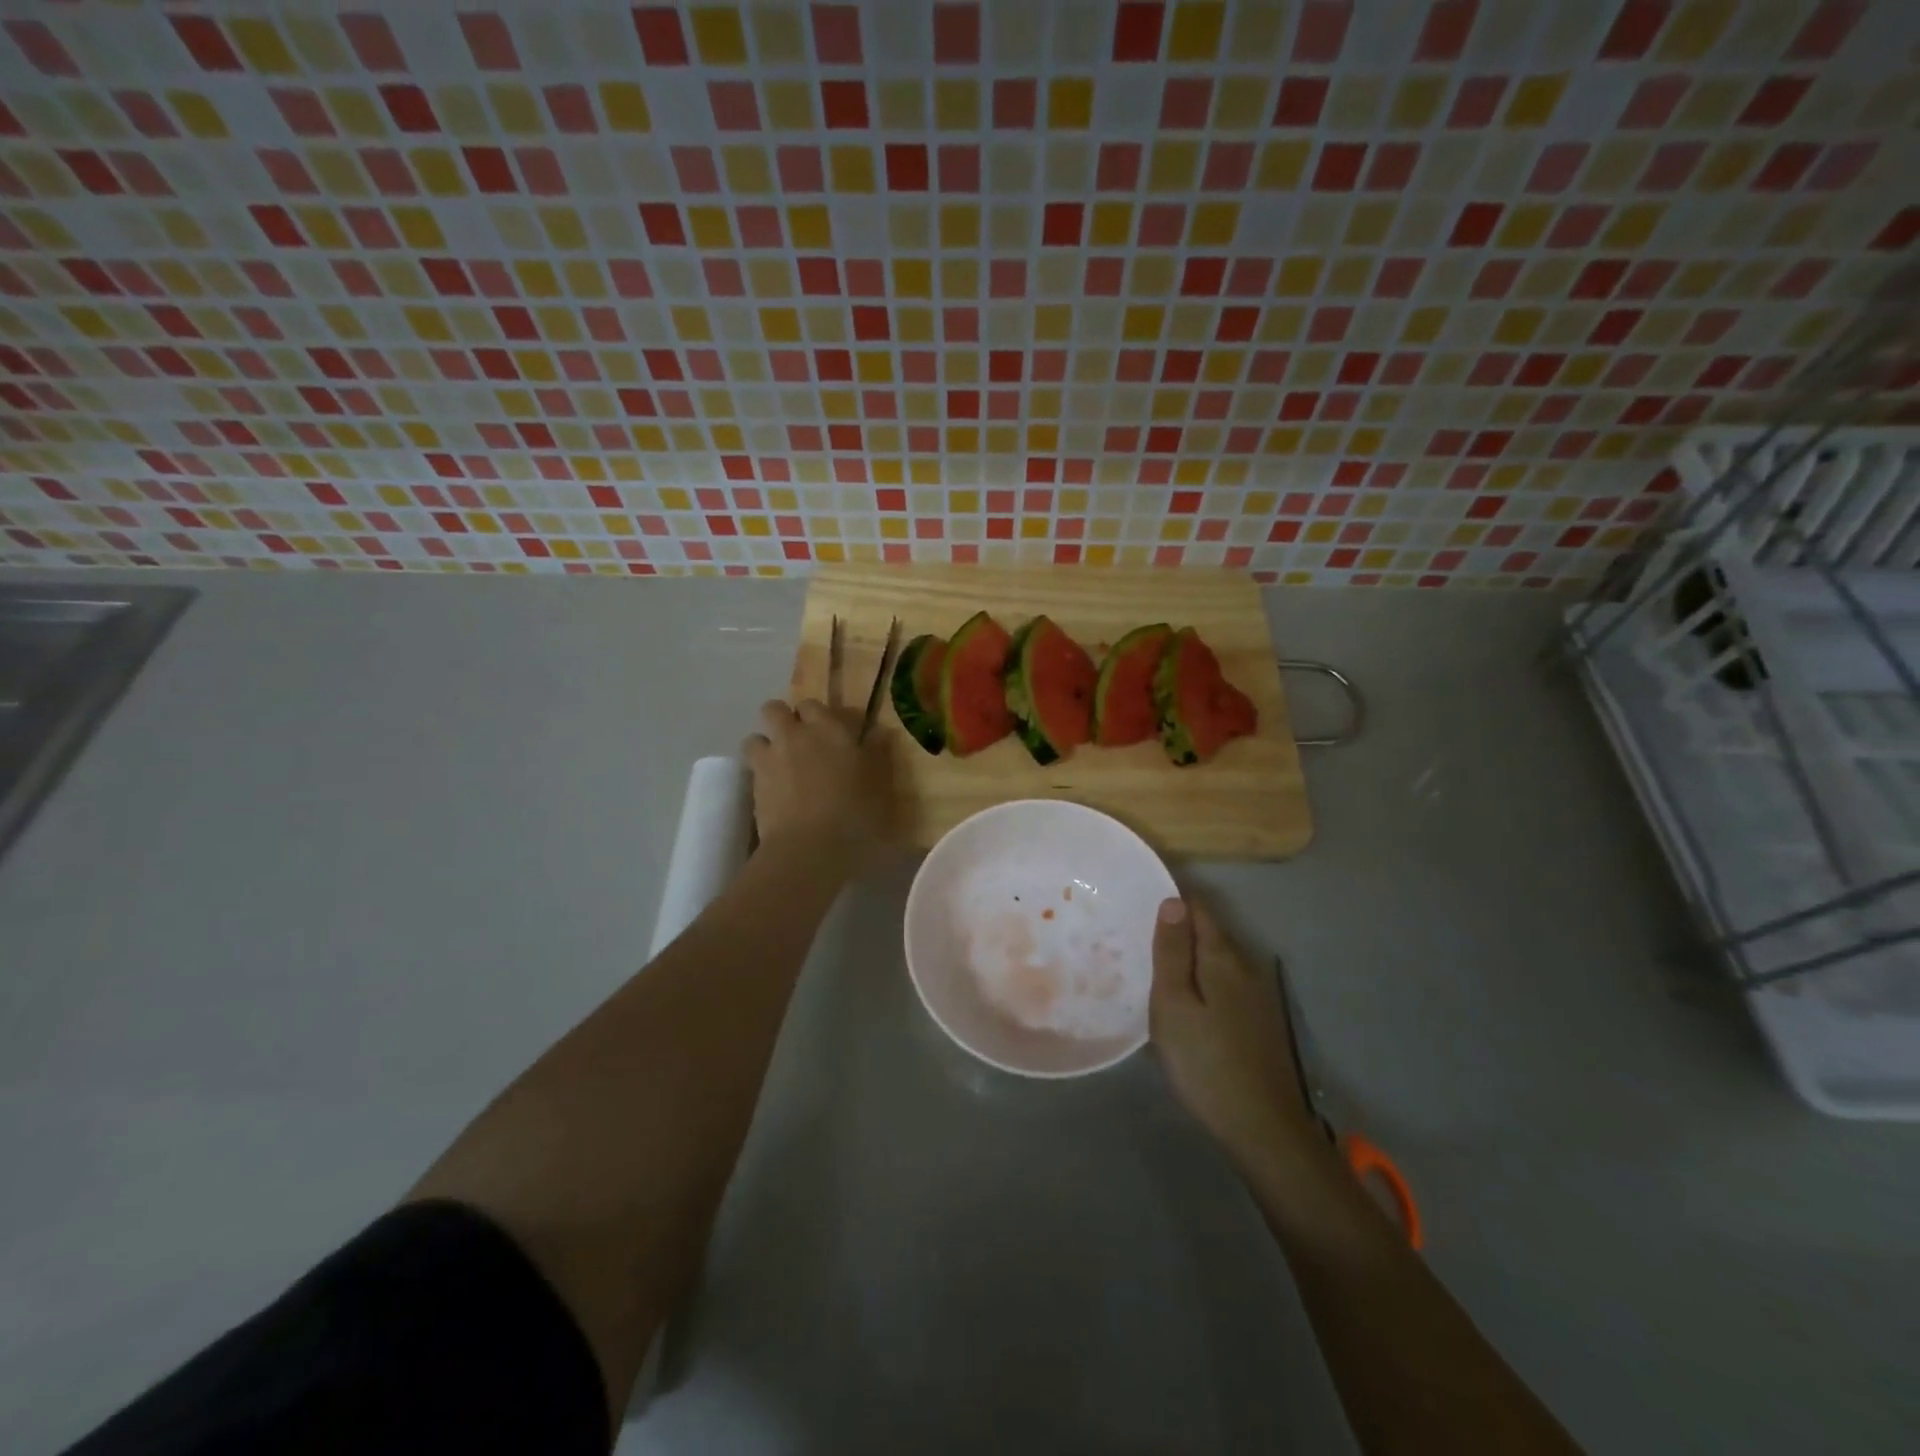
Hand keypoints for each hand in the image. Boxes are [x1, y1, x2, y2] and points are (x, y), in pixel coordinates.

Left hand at [742, 698, 889, 861]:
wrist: (809, 848)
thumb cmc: (855, 814)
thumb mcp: (879, 784)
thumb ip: (877, 753)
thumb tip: (879, 732)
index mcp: (828, 729)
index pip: (812, 704)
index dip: (817, 715)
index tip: (829, 732)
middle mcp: (794, 735)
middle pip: (774, 709)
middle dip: (783, 720)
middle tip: (800, 742)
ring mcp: (769, 759)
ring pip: (755, 737)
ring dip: (766, 745)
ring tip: (780, 765)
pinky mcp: (753, 786)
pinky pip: (751, 768)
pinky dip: (760, 773)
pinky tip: (775, 791)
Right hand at [1150, 895, 1317, 1171]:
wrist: (1262, 1127)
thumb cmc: (1205, 1061)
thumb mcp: (1174, 1003)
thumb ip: (1173, 951)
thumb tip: (1173, 901)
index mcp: (1223, 957)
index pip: (1198, 908)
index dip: (1171, 899)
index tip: (1138, 902)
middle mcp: (1245, 966)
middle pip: (1208, 932)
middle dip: (1176, 929)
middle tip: (1134, 936)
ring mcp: (1255, 995)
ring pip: (1215, 961)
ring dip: (1187, 957)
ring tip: (1151, 966)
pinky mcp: (1256, 1021)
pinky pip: (1222, 984)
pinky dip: (1200, 981)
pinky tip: (1182, 1001)